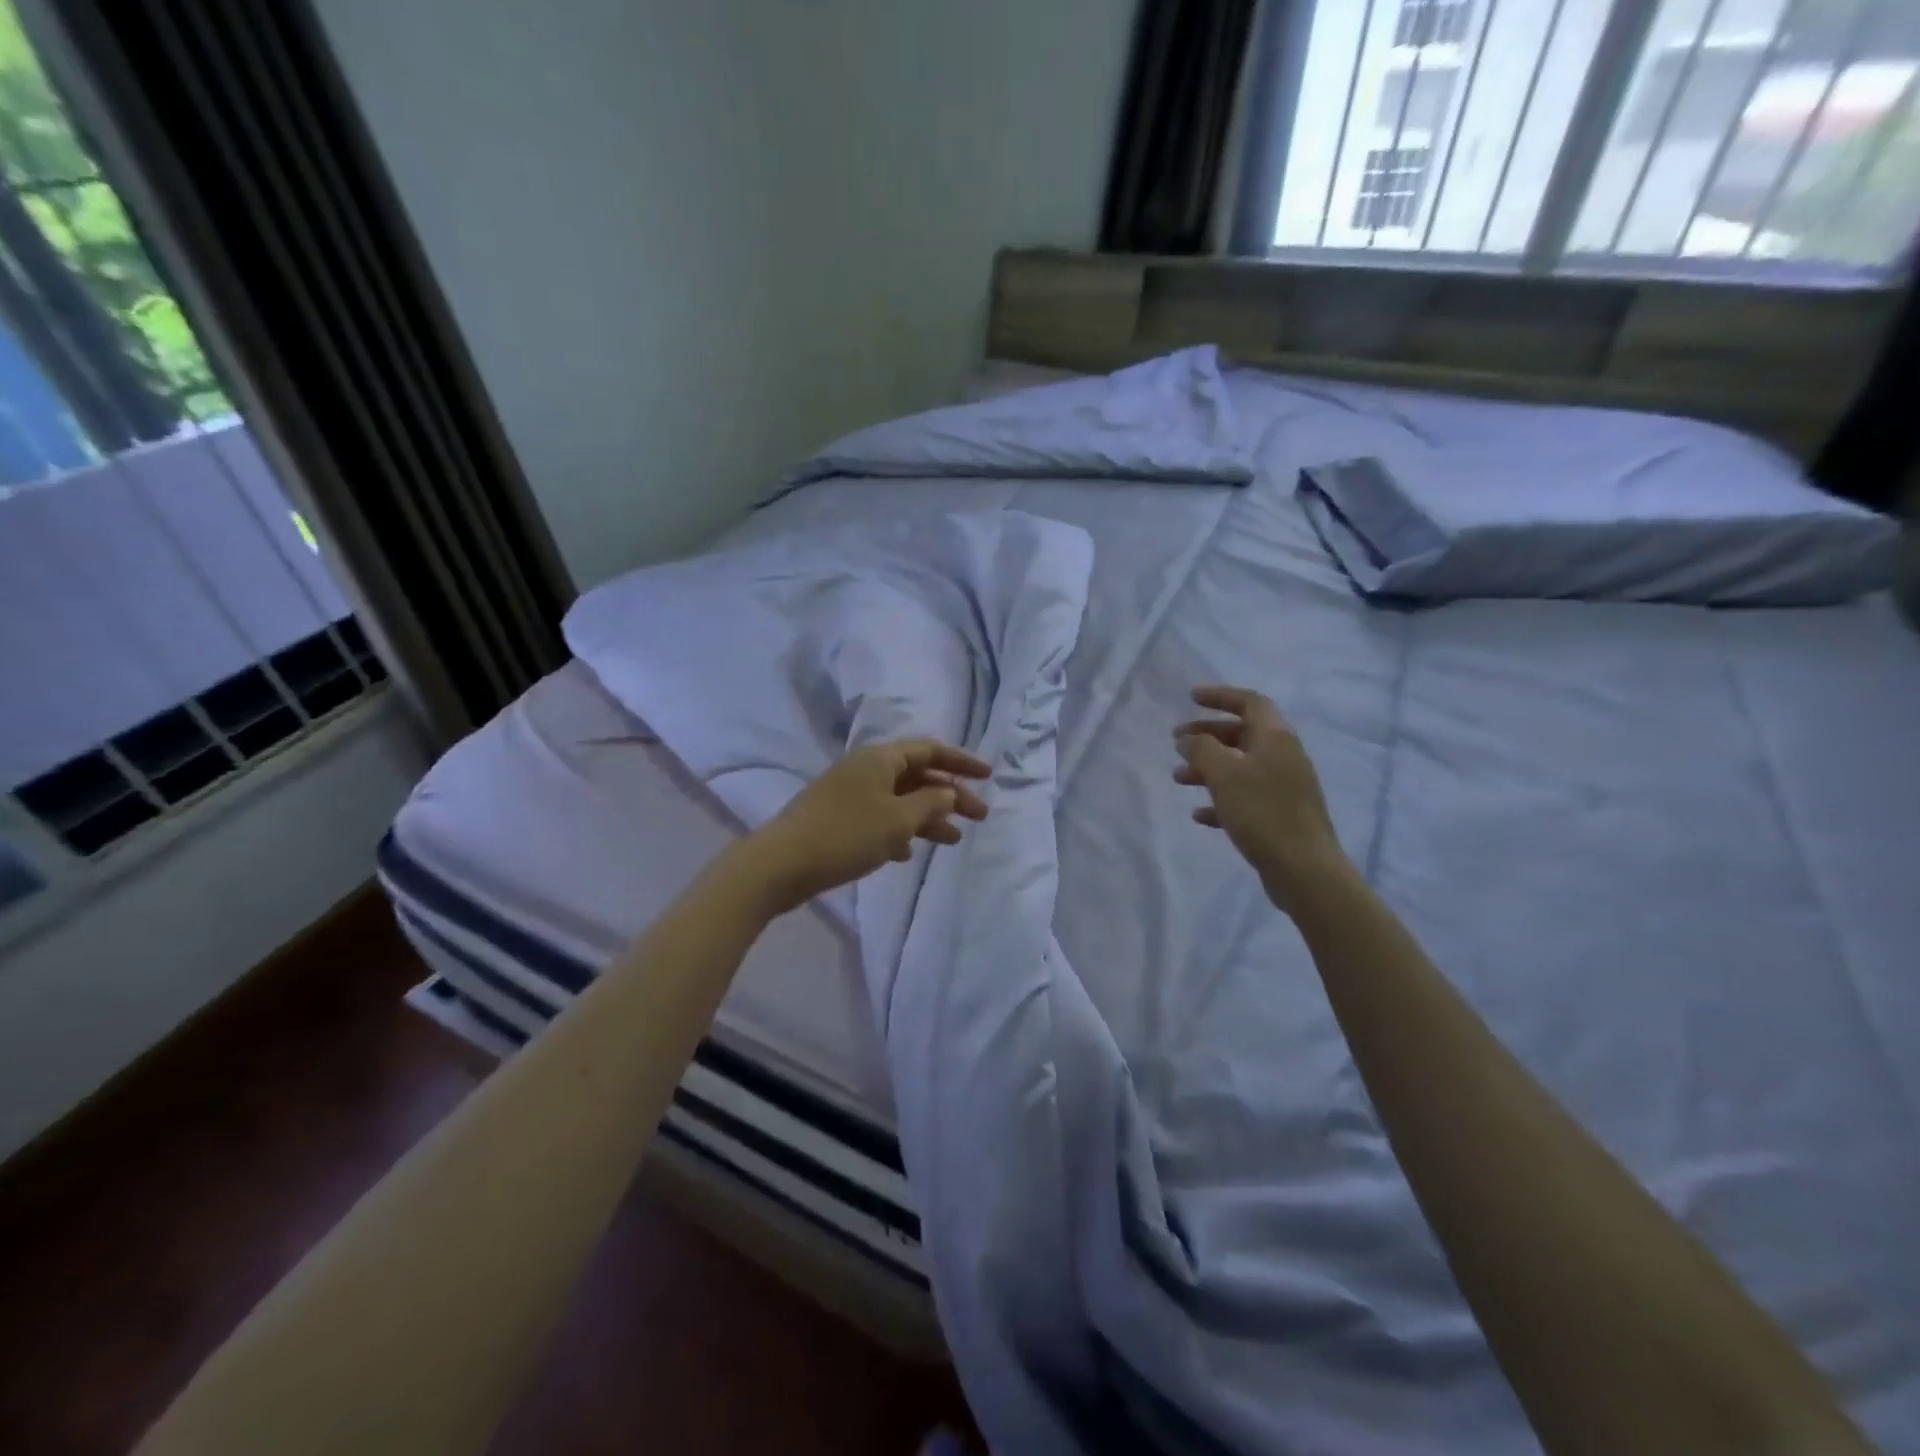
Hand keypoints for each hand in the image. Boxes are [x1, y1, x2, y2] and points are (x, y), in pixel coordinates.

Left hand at [742, 739, 990, 914]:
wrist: (780, 864)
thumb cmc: (846, 835)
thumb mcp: (897, 820)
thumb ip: (930, 803)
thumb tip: (948, 790)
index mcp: (881, 758)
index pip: (931, 750)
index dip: (962, 761)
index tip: (989, 775)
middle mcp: (866, 769)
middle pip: (918, 775)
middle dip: (950, 794)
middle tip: (979, 817)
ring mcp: (850, 793)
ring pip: (900, 798)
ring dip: (928, 816)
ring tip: (952, 840)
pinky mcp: (838, 818)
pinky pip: (880, 817)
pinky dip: (900, 830)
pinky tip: (908, 853)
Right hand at [1173, 686, 1351, 915]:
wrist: (1305, 870)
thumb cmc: (1263, 812)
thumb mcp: (1224, 774)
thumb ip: (1201, 749)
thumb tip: (1188, 738)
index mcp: (1276, 738)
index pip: (1250, 702)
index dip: (1220, 696)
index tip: (1191, 698)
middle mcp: (1284, 757)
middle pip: (1243, 734)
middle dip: (1208, 735)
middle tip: (1177, 741)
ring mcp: (1284, 787)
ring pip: (1240, 767)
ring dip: (1208, 768)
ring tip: (1178, 779)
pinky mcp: (1280, 816)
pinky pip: (1245, 797)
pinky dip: (1221, 799)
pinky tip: (1200, 815)